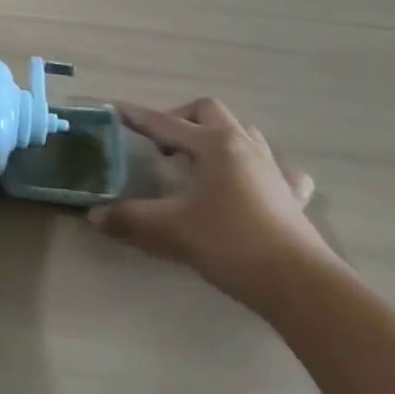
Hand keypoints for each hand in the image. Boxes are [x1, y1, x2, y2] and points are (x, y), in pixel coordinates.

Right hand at [88, 97, 333, 308]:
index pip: (164, 123)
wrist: (300, 285)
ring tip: (200, 160)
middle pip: (208, 111)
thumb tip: (94, 215)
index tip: (112, 108)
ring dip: (217, 136)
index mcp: (213, 144)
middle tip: (162, 144)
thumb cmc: (231, 244)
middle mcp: (243, 146)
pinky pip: (277, 168)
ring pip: (244, 132)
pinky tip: (251, 185)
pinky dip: (259, 168)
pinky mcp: (292, 196)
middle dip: (180, 118)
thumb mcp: (171, 230)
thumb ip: (130, 218)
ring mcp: (273, 169)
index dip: (135, 116)